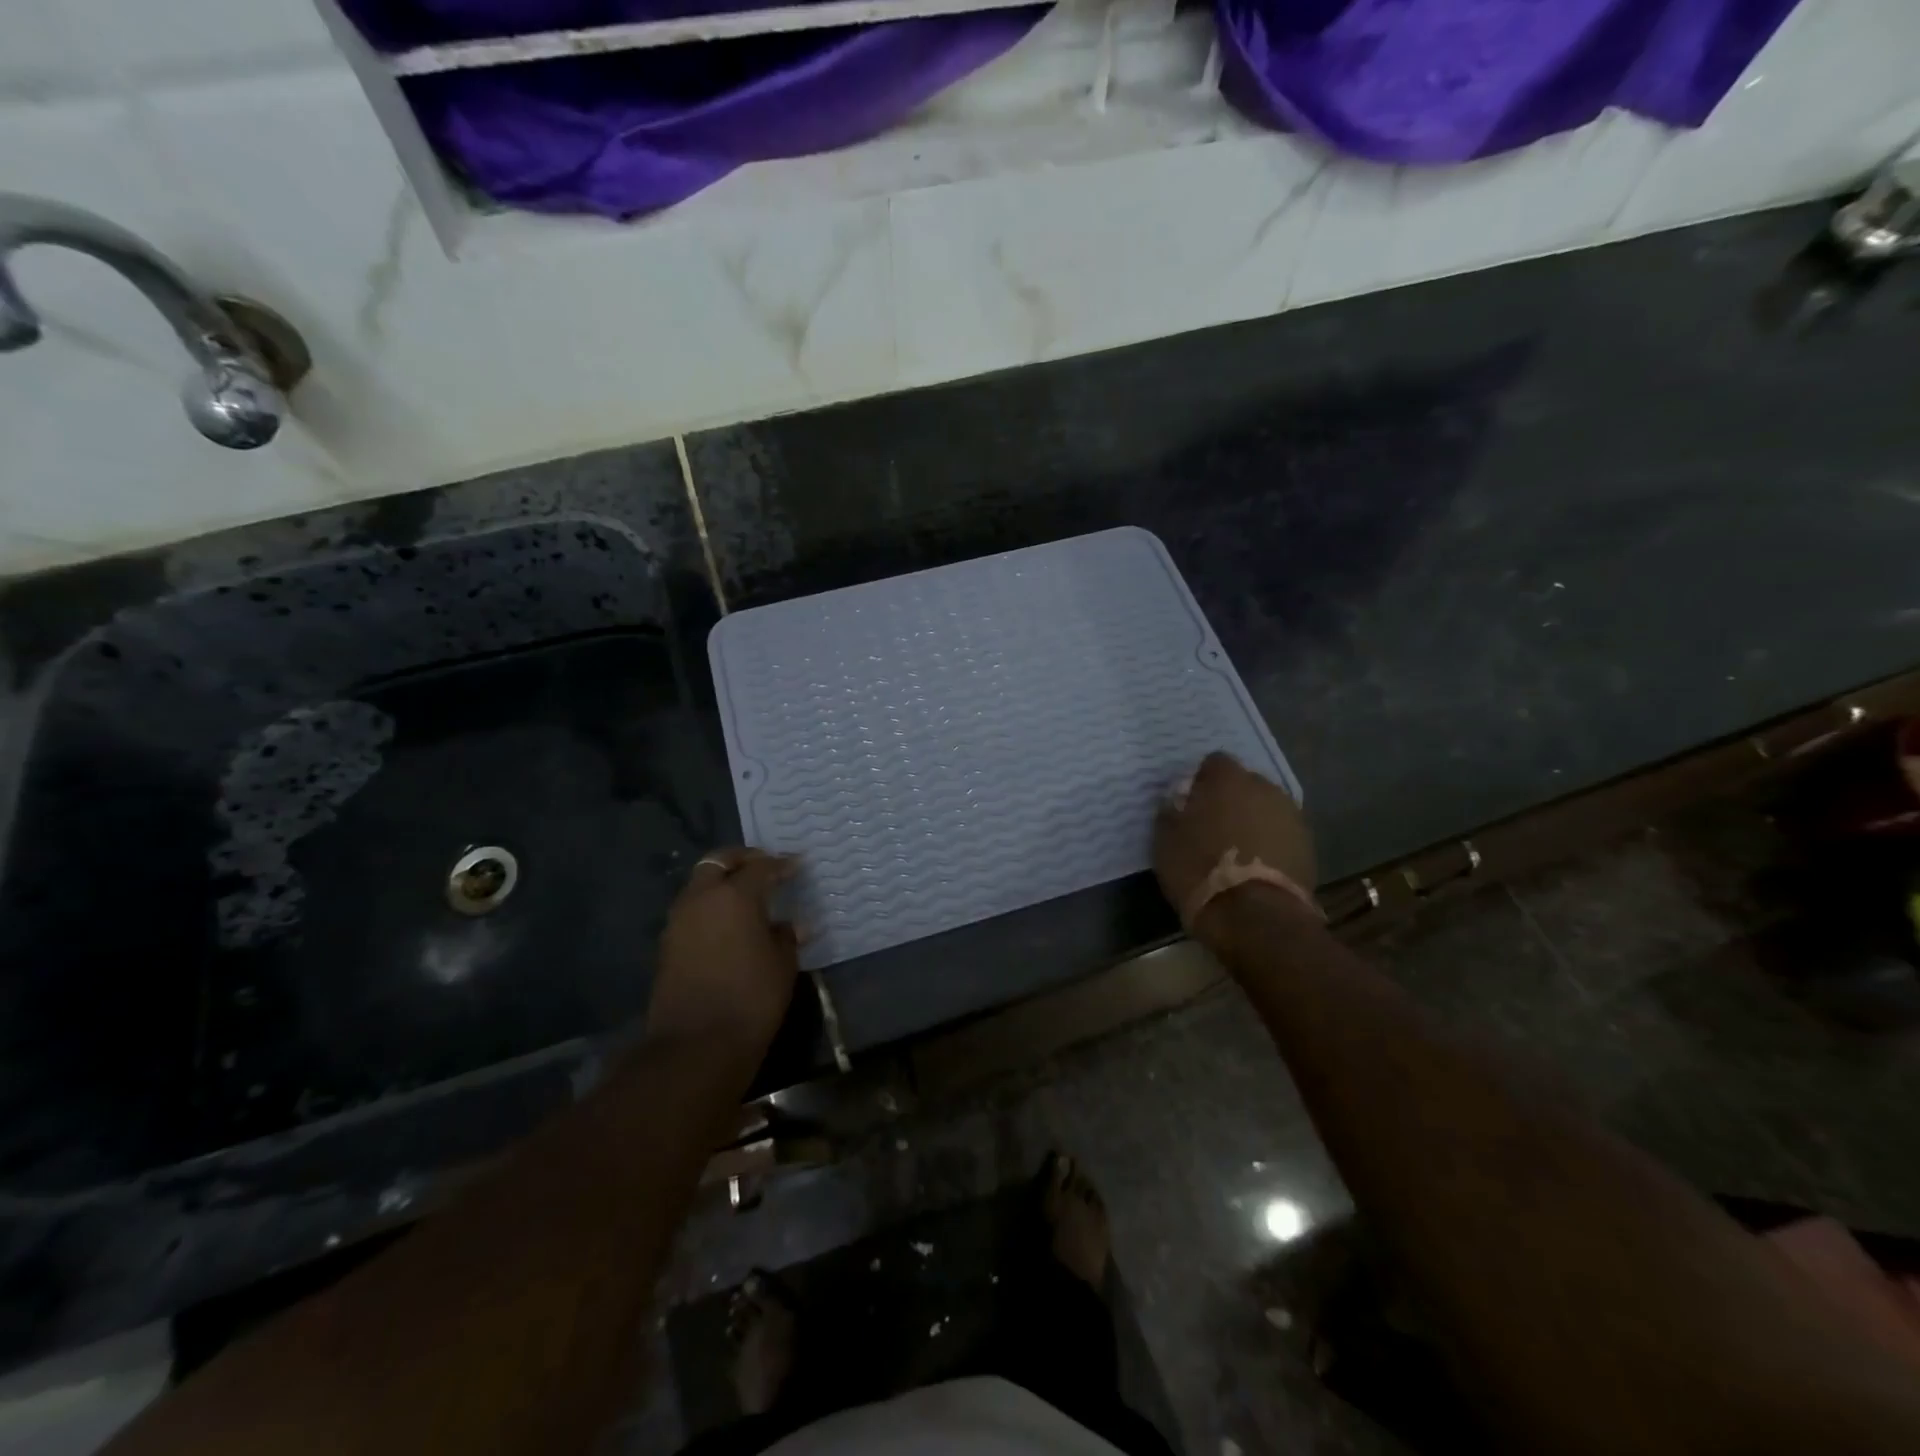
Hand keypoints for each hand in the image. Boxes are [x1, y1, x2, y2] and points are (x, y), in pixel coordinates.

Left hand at [648, 848, 800, 1052]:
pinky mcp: (667, 946)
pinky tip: (729, 926)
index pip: (761, 867)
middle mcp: (701, 898)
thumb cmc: (751, 998)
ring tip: (747, 898)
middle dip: (741, 860)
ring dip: (722, 884)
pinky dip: (710, 908)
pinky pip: (692, 912)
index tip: (796, 865)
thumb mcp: (782, 965)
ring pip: (700, 886)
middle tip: (763, 867)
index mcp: (735, 896)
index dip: (781, 864)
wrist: (696, 1046)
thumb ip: (786, 937)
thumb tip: (789, 926)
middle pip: (718, 863)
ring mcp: (678, 921)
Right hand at [1154, 752, 1316, 944]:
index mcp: (1228, 780)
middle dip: (1230, 799)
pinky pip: (1281, 834)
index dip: (1201, 781)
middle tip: (1212, 827)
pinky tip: (1256, 866)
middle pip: (1244, 784)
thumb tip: (1179, 799)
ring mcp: (1291, 816)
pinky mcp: (1308, 845)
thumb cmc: (1200, 870)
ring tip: (1237, 850)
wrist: (1255, 916)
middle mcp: (1264, 788)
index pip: (1214, 763)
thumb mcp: (1166, 840)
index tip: (1190, 803)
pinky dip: (1270, 843)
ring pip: (1266, 809)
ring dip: (1252, 821)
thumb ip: (1172, 811)